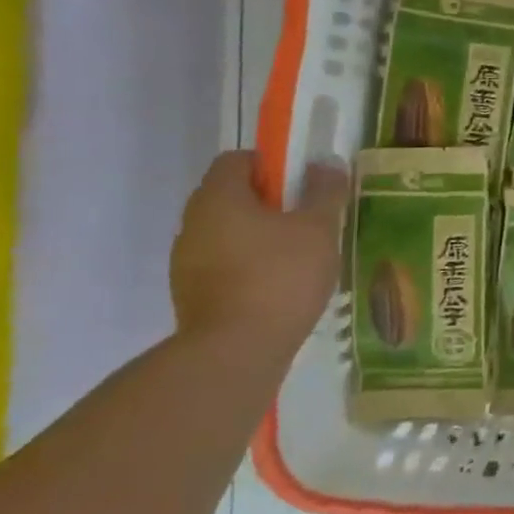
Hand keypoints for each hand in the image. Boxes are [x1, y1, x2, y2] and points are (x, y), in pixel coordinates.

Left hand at [169, 151, 347, 349]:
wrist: (236, 352)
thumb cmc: (280, 277)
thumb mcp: (318, 229)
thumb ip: (324, 192)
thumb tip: (327, 162)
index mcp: (218, 198)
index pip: (237, 160)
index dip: (272, 165)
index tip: (302, 185)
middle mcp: (192, 223)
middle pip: (231, 196)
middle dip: (269, 203)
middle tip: (306, 220)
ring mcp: (186, 262)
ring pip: (226, 233)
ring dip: (257, 237)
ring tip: (296, 258)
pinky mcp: (191, 295)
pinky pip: (222, 265)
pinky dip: (247, 267)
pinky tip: (277, 288)